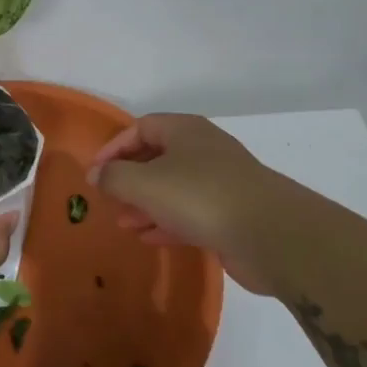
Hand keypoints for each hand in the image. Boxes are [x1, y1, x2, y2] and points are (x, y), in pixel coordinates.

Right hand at [89, 114, 286, 294]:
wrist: (270, 234)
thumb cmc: (200, 196)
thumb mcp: (145, 183)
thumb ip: (114, 176)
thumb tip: (97, 174)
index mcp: (184, 130)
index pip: (140, 128)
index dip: (114, 148)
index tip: (95, 174)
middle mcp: (203, 150)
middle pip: (157, 157)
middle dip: (129, 180)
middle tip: (109, 201)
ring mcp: (219, 182)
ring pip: (173, 188)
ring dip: (145, 204)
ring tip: (124, 224)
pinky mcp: (230, 214)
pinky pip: (190, 212)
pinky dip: (166, 222)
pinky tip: (149, 238)